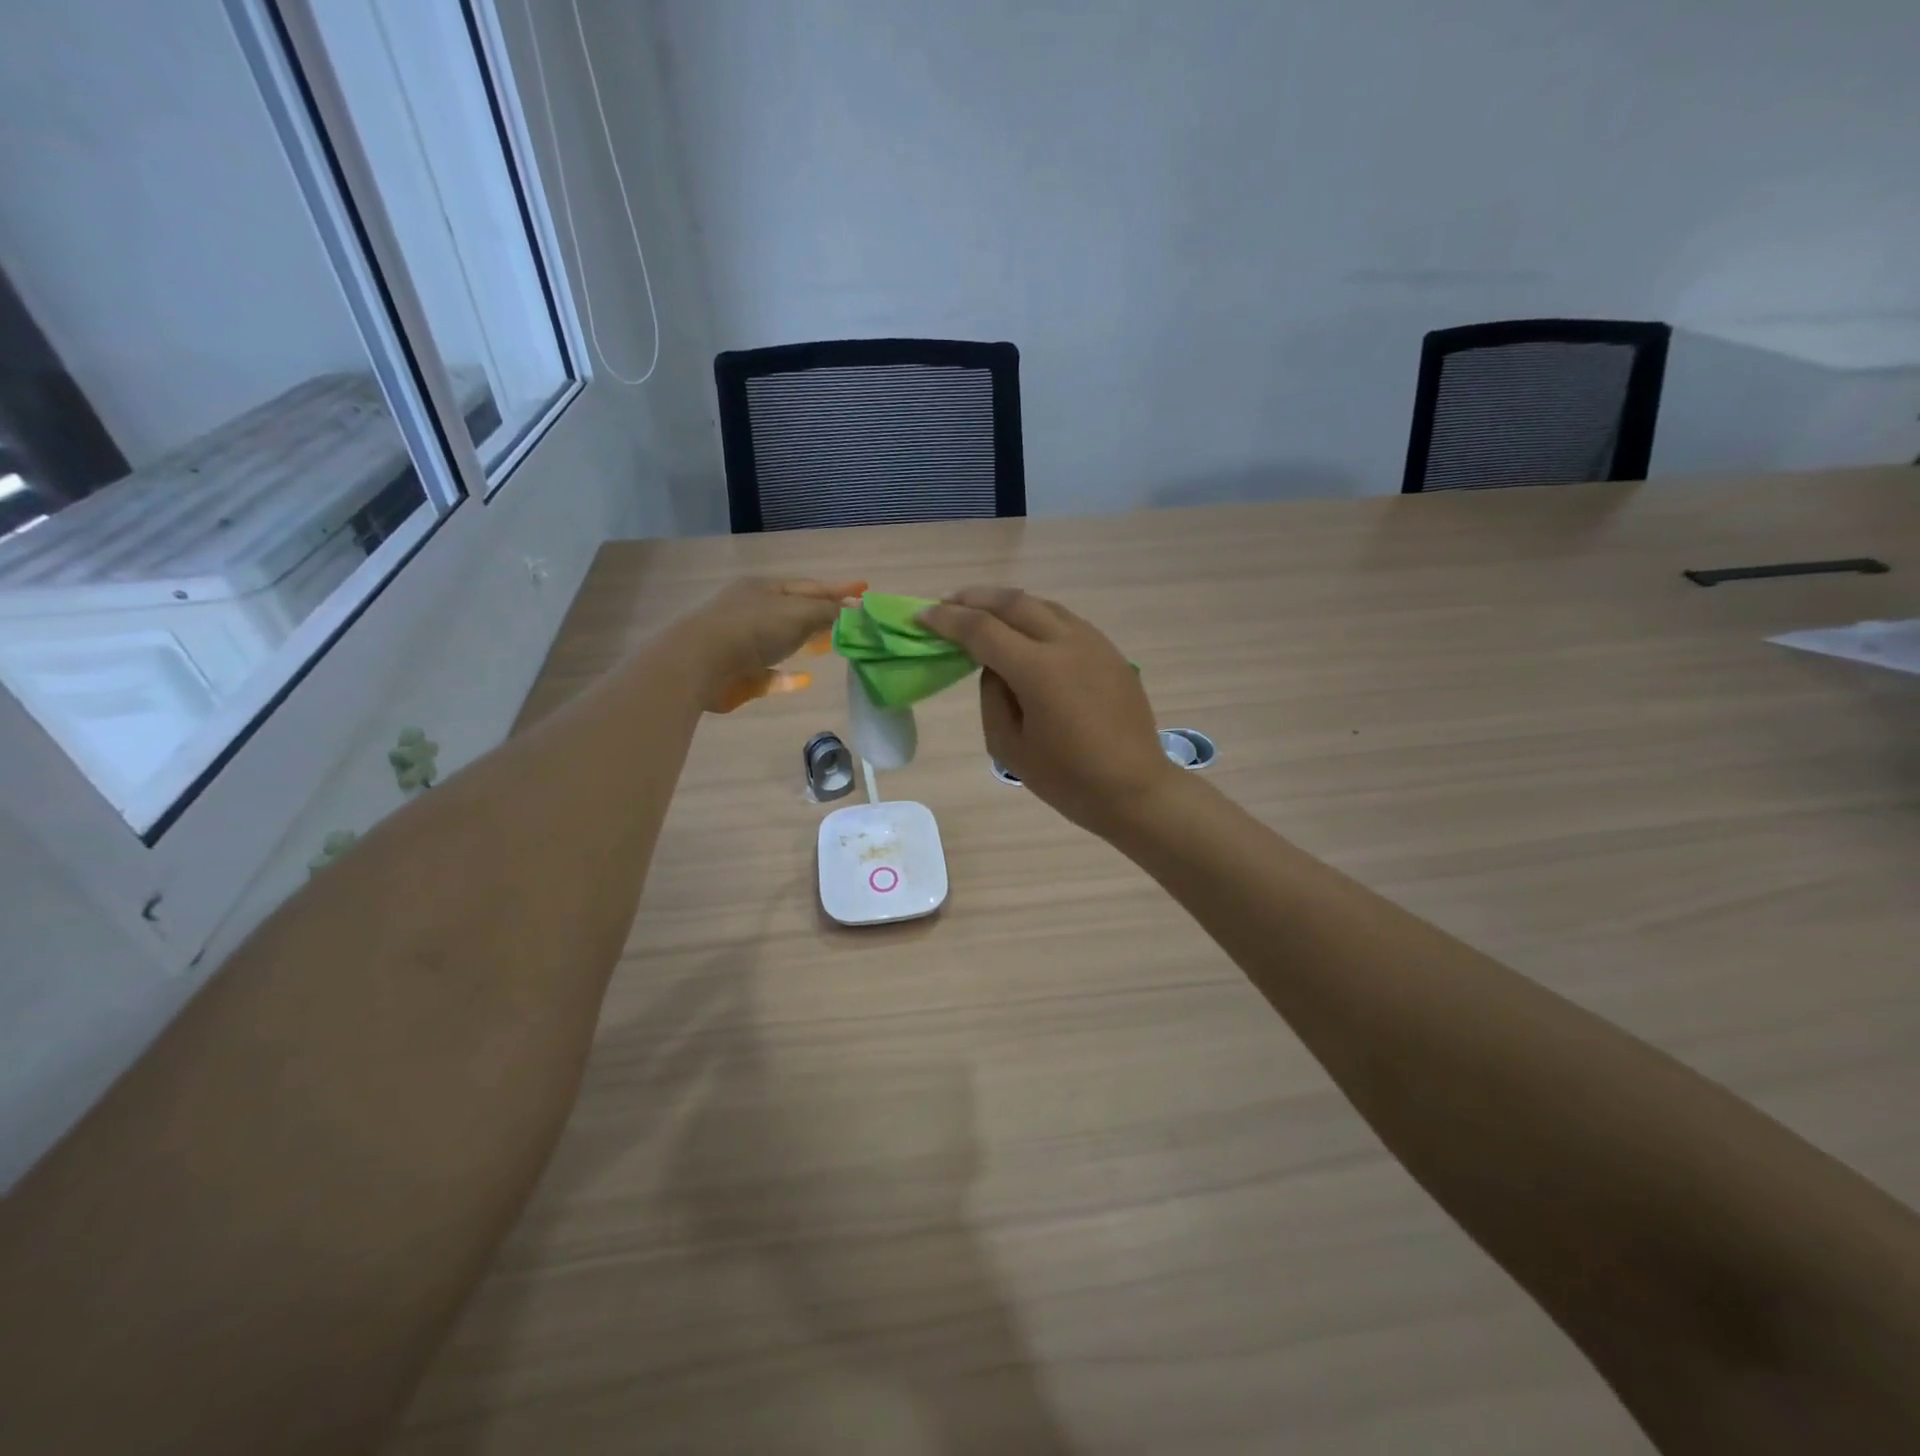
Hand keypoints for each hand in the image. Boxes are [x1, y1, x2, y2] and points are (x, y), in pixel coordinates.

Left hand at [676, 577, 864, 712]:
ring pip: (782, 640)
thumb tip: (856, 613)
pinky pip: (770, 673)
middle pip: (796, 611)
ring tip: (830, 646)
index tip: (865, 589)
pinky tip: (804, 679)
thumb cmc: (752, 628)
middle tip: (851, 620)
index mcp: (765, 588)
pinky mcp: (738, 673)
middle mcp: (752, 610)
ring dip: (806, 642)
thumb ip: (829, 613)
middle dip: (823, 614)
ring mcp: (742, 642)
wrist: (699, 663)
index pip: (810, 586)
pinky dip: (787, 676)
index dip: (839, 588)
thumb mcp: (798, 613)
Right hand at [921, 587, 1178, 835]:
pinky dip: (1036, 617)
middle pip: (1013, 602)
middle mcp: (1067, 643)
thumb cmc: (1067, 779)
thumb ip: (992, 696)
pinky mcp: (1110, 652)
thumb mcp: (1009, 746)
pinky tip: (1025, 631)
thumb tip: (994, 667)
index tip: (921, 616)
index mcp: (1038, 670)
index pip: (982, 630)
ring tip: (982, 610)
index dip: (947, 620)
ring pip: (1043, 605)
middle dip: (974, 598)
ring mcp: (1094, 643)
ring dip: (1007, 603)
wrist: (1135, 789)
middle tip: (946, 602)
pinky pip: (1065, 621)